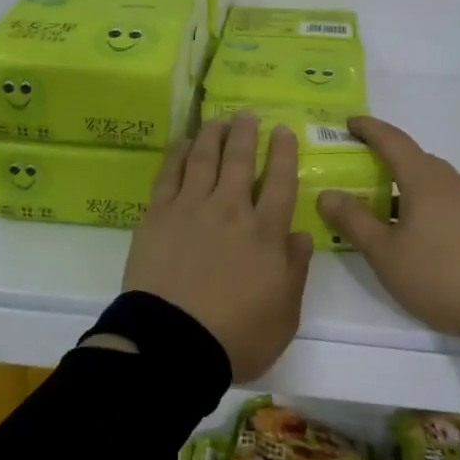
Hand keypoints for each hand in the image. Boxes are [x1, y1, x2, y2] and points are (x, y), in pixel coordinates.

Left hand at [121, 114, 314, 382]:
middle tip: (248, 114)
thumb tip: (301, 234)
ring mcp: (191, 208)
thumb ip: (295, 270)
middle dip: (247, 133)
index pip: (280, 183)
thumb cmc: (236, 337)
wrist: (172, 344)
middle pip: (240, 160)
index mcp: (265, 234)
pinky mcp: (158, 214)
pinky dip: (178, 153)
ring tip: (219, 119)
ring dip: (213, 135)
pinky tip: (183, 142)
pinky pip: (169, 174)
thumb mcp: (285, 315)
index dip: (283, 153)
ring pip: (204, 158)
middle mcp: (230, 210)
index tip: (283, 130)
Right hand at [318, 116, 459, 349]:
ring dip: (403, 184)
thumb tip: (327, 194)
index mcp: (424, 179)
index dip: (368, 128)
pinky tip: (414, 230)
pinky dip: (422, 201)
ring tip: (380, 205)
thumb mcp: (385, 253)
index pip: (392, 140)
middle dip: (383, 158)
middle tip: (356, 169)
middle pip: (412, 158)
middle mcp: (450, 181)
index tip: (348, 122)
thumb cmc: (440, 276)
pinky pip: (445, 199)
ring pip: (430, 181)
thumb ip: (353, 221)